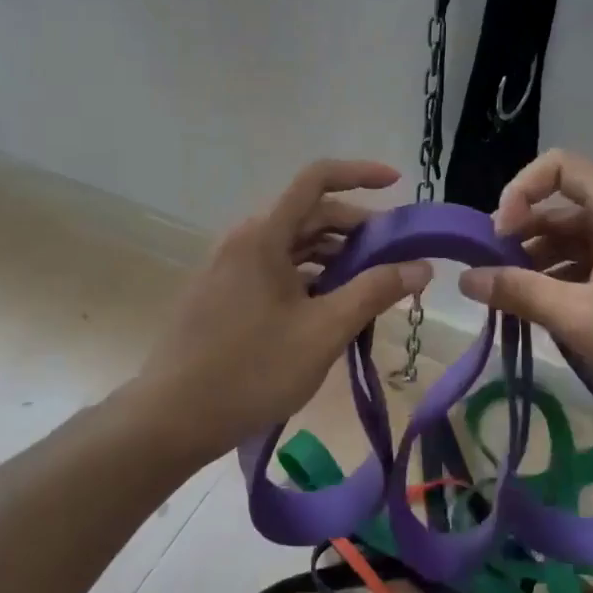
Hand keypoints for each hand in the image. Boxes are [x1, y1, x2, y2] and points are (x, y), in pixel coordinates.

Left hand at [134, 159, 431, 459]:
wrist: (171, 418)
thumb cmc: (252, 371)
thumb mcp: (324, 332)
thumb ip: (375, 292)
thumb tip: (421, 266)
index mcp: (264, 235)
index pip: (317, 179)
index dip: (360, 173)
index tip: (397, 183)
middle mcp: (245, 239)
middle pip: (309, 214)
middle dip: (357, 229)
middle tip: (396, 256)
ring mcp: (231, 266)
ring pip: (293, 245)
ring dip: (336, 256)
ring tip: (371, 287)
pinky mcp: (225, 292)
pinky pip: (277, 268)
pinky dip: (311, 277)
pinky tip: (332, 308)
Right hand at [458, 150, 592, 416]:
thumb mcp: (581, 318)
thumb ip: (519, 293)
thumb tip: (466, 279)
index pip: (557, 166)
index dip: (519, 191)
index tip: (499, 236)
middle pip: (563, 204)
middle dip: (522, 235)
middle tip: (494, 276)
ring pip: (577, 237)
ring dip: (541, 262)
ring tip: (515, 302)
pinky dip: (567, 278)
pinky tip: (550, 313)